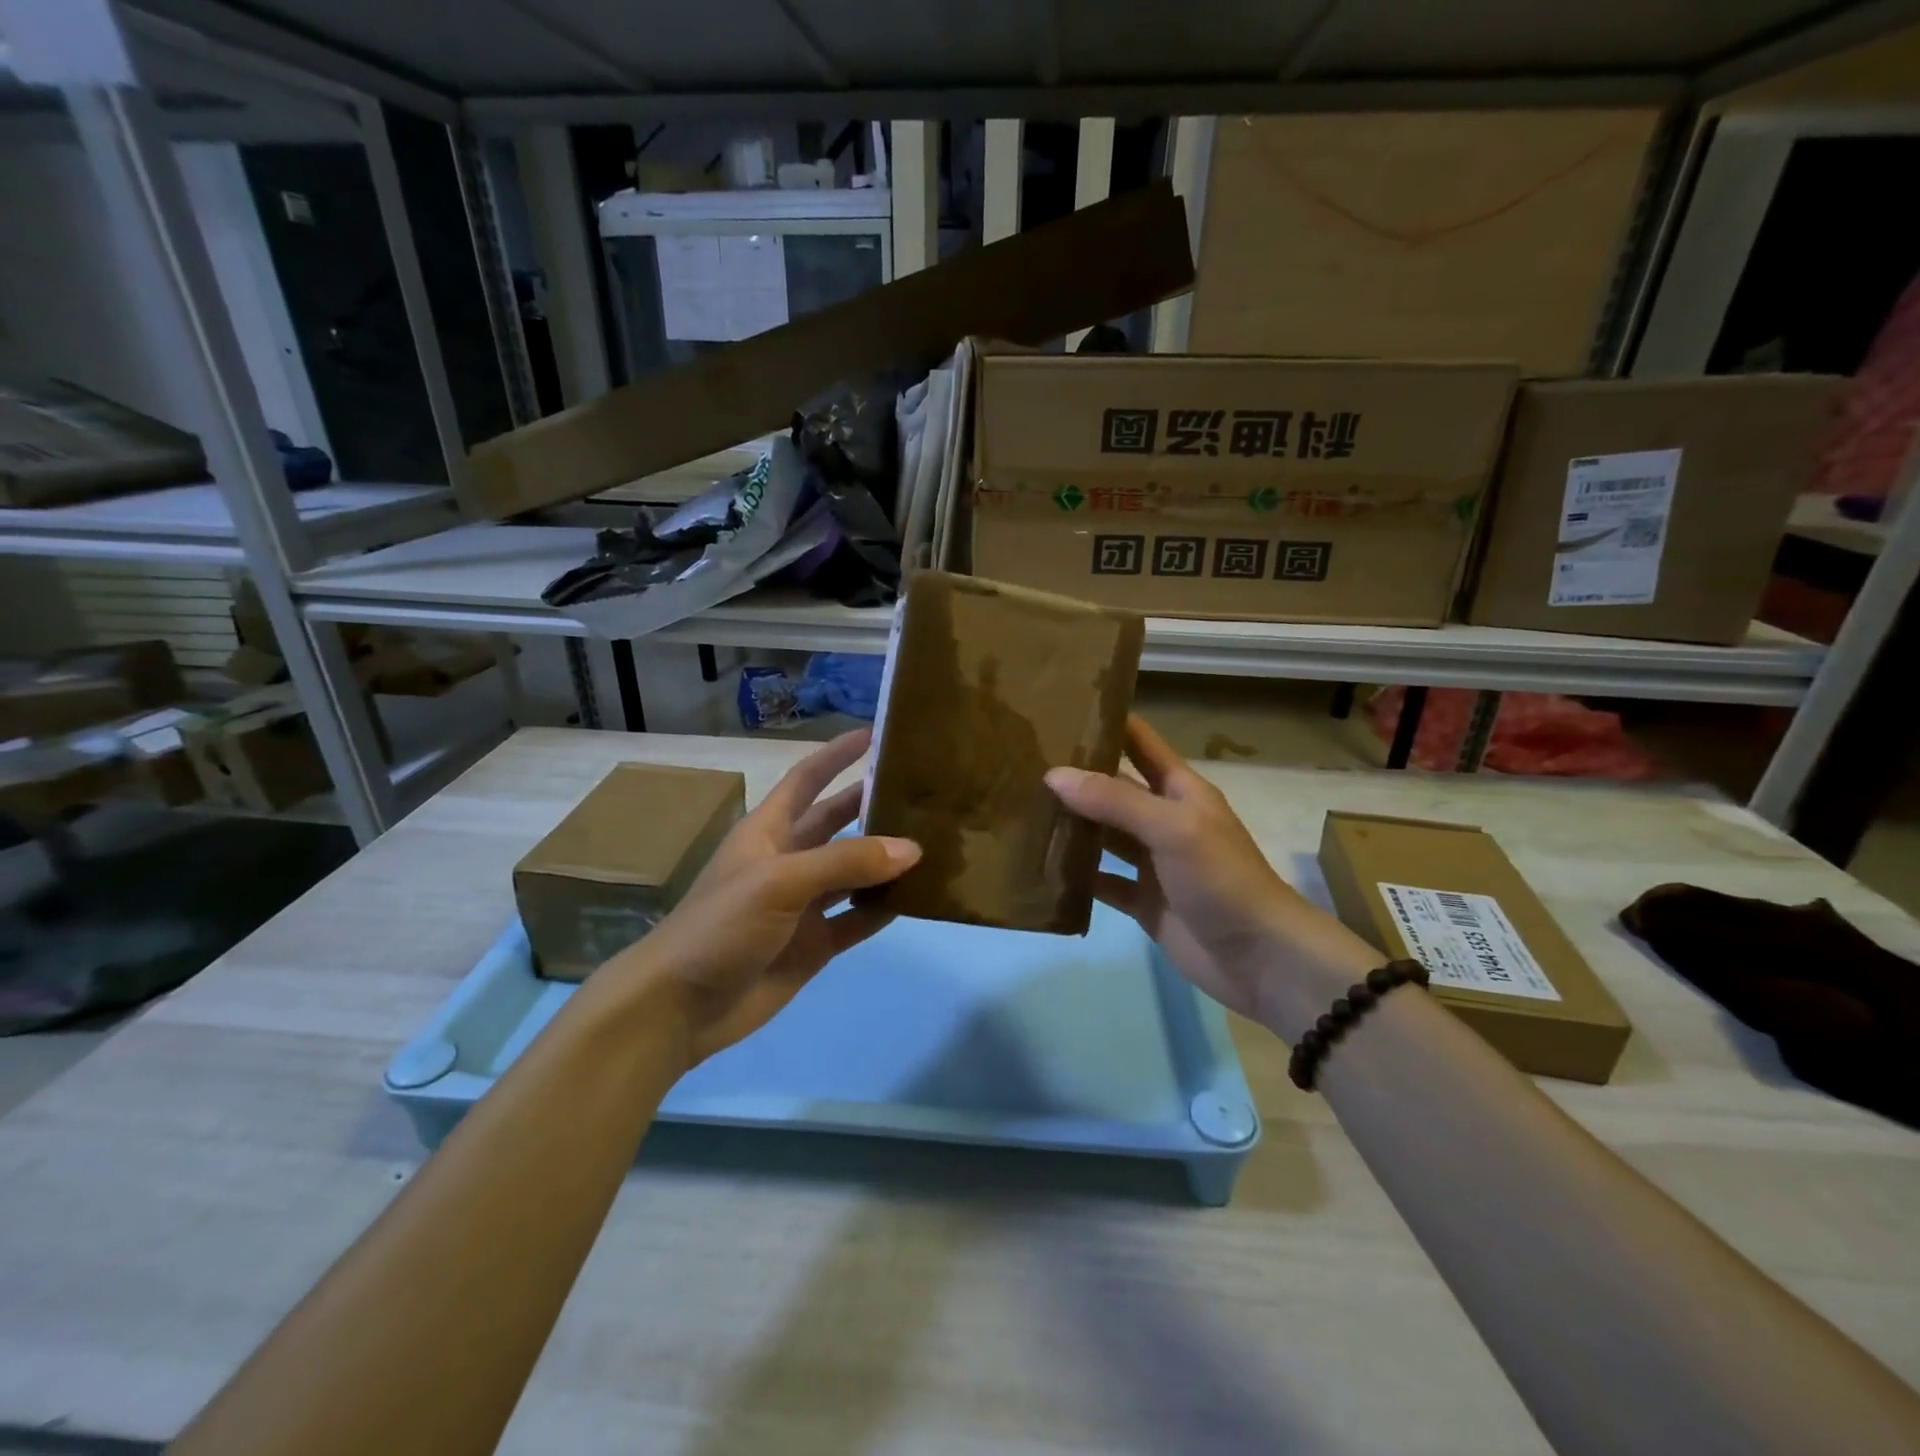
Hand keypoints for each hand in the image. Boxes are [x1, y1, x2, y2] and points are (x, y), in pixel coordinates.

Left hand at [611, 729, 919, 1066]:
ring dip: (885, 859)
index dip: (836, 755)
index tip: (875, 734)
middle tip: (920, 790)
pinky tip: (916, 897)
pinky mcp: (814, 944)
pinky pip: (857, 918)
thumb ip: (845, 862)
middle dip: (871, 804)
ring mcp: (802, 905)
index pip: (806, 780)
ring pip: (853, 872)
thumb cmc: (720, 926)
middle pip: (836, 822)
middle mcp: (788, 861)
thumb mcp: (779, 881)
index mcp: (768, 832)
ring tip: (933, 841)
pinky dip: (883, 908)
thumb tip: (912, 848)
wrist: (679, 1008)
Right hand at [1045, 715, 1376, 1040]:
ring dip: (1071, 826)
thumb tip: (1054, 774)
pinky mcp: (1143, 902)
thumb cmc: (1221, 878)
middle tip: (1021, 763)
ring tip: (1021, 810)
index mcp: (1179, 790)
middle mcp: (1163, 820)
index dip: (1106, 723)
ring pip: (1103, 836)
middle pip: (1113, 789)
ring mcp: (1152, 863)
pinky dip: (1076, 877)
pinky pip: (1102, 882)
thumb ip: (1114, 800)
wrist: (1259, 957)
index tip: (1060, 709)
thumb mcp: (1172, 827)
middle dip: (1075, 776)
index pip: (1139, 742)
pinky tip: (1040, 868)